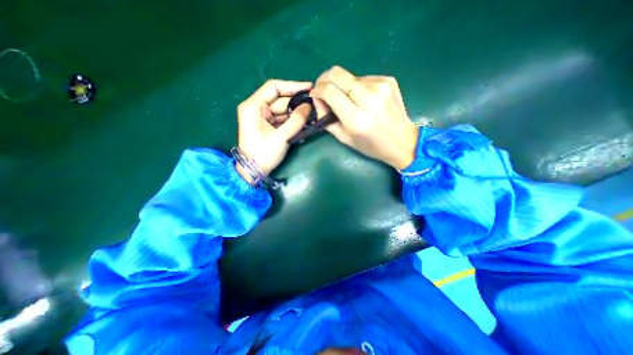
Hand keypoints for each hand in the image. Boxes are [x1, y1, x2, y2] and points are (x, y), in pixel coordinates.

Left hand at [236, 80, 311, 183]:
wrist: (253, 171)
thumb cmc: (263, 154)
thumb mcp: (281, 137)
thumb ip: (296, 121)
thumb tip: (309, 106)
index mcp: (254, 106)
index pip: (274, 87)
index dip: (293, 86)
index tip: (310, 87)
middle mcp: (257, 108)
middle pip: (280, 100)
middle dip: (297, 102)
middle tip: (315, 104)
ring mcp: (262, 118)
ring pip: (283, 110)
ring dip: (297, 113)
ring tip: (313, 114)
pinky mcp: (268, 126)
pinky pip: (282, 119)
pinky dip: (293, 121)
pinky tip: (305, 122)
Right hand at [311, 67, 418, 170]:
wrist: (402, 140)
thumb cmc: (372, 145)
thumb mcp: (345, 139)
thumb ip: (327, 120)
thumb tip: (318, 102)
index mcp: (356, 118)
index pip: (329, 91)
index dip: (317, 90)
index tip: (315, 95)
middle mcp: (369, 99)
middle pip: (337, 74)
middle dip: (324, 79)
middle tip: (323, 89)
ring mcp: (380, 86)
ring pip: (349, 76)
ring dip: (342, 86)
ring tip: (347, 99)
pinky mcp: (388, 80)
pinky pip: (363, 78)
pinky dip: (357, 87)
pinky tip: (362, 98)